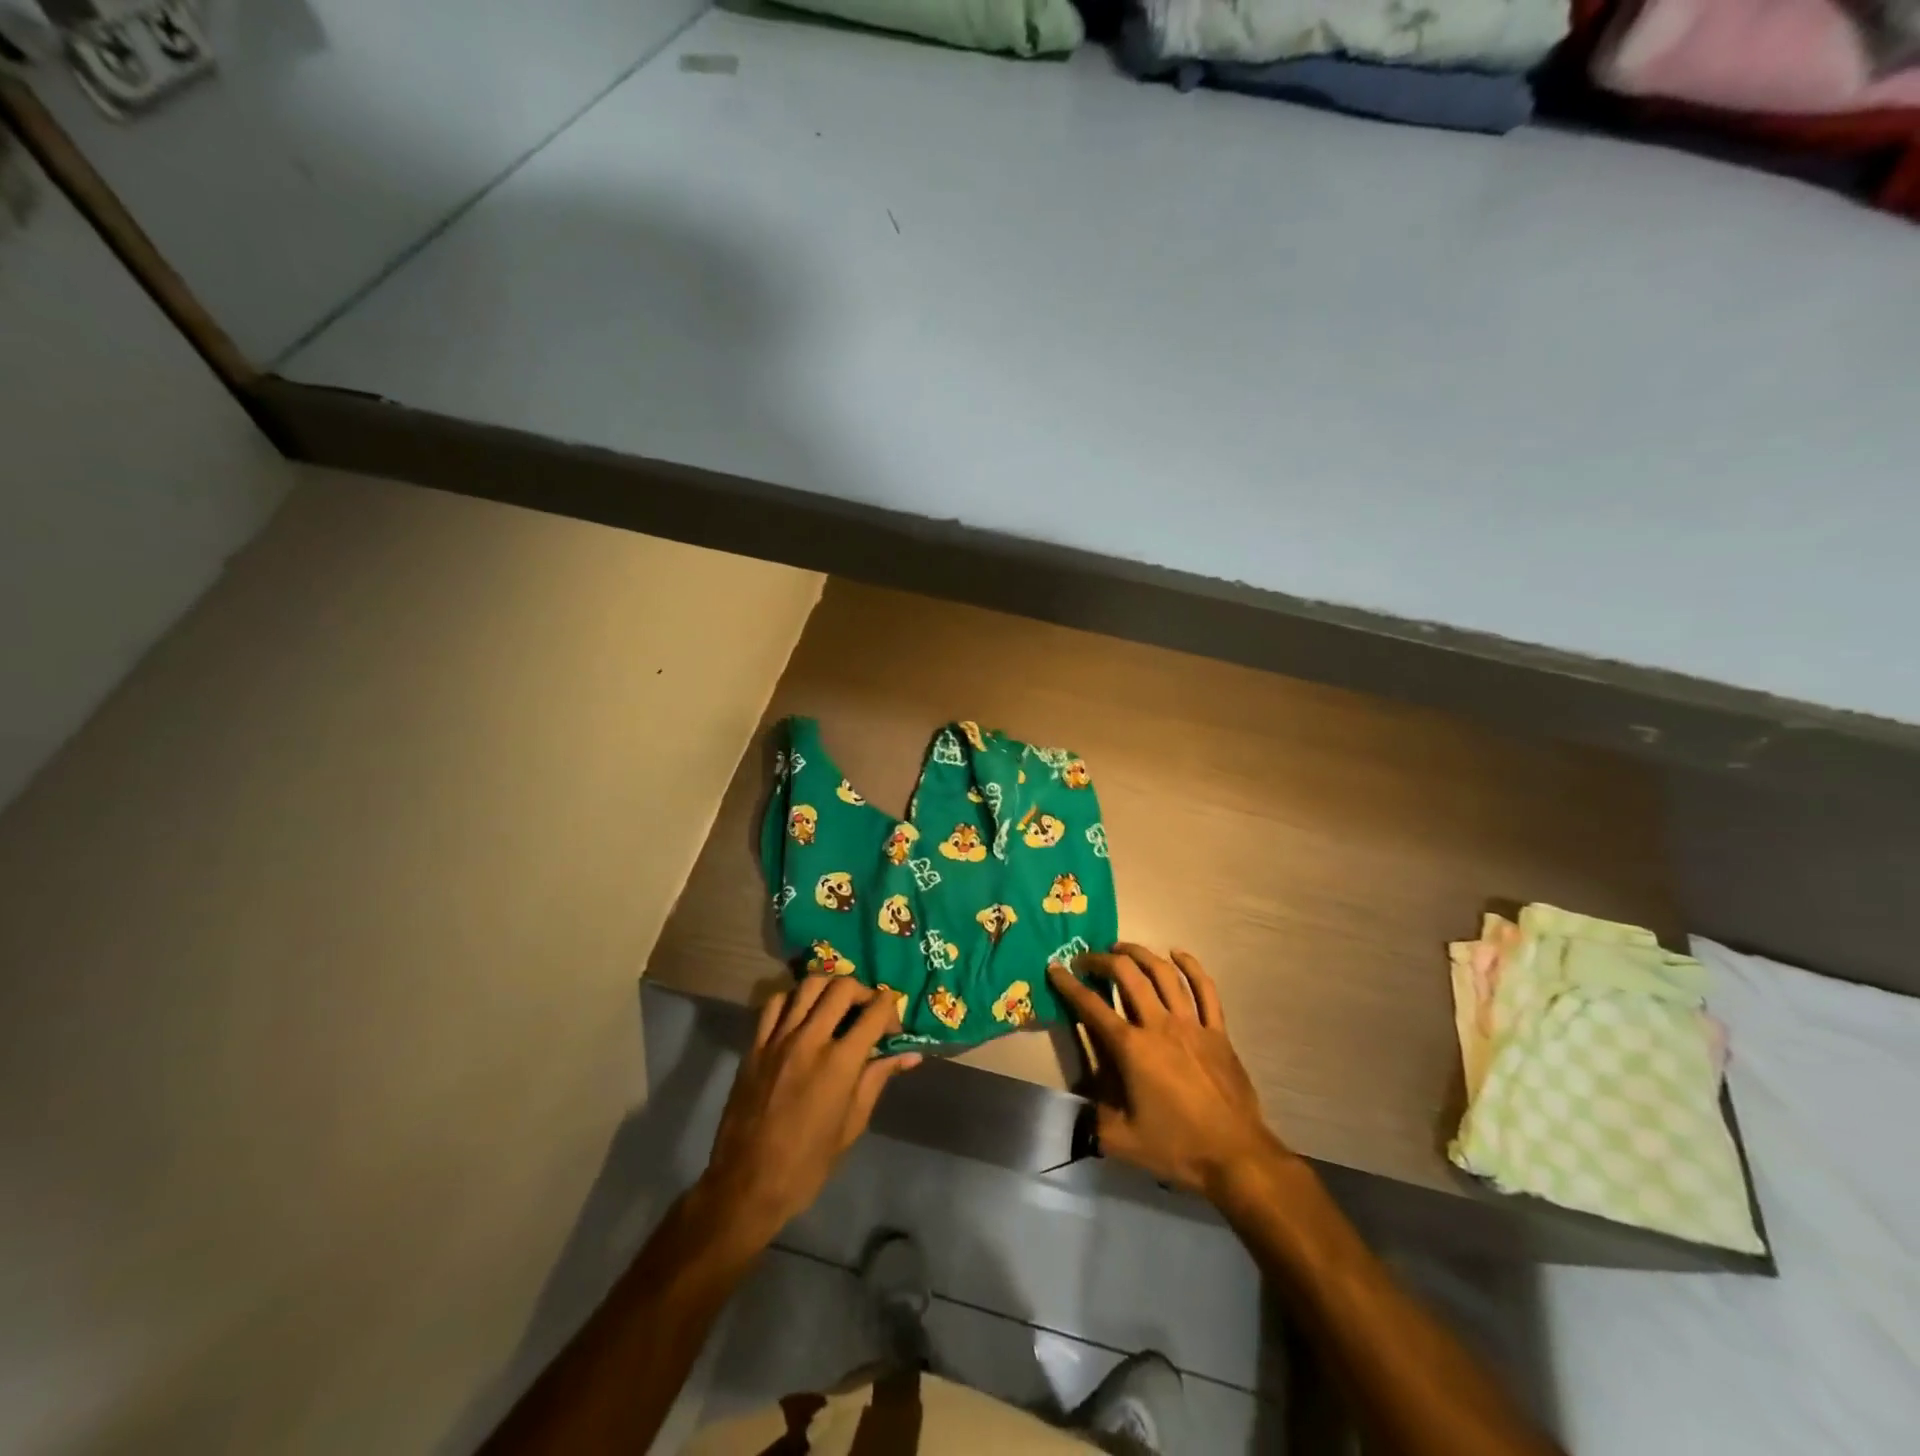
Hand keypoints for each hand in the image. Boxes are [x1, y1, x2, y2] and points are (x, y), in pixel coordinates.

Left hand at [701, 976, 921, 1245]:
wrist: (746, 1185)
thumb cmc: (807, 1164)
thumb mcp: (852, 1125)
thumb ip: (878, 1079)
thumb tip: (910, 1055)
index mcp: (840, 1063)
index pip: (875, 1011)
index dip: (891, 1008)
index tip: (893, 1023)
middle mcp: (810, 1039)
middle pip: (842, 987)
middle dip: (863, 991)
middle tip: (868, 1011)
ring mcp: (778, 1038)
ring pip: (809, 985)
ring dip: (830, 987)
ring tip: (837, 1005)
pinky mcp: (755, 1045)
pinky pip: (775, 1003)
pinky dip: (793, 998)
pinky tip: (801, 1014)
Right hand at [1048, 945, 1284, 1201]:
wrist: (1236, 1155)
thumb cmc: (1177, 1147)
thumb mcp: (1123, 1141)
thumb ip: (1095, 1118)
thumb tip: (1083, 1105)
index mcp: (1132, 1048)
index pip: (1092, 1007)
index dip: (1068, 984)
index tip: (1055, 968)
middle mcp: (1159, 1025)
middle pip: (1127, 975)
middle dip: (1102, 960)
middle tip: (1087, 959)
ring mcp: (1191, 1024)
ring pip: (1164, 973)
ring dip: (1140, 954)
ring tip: (1122, 949)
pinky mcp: (1217, 1030)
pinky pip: (1205, 988)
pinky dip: (1190, 965)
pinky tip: (1177, 954)